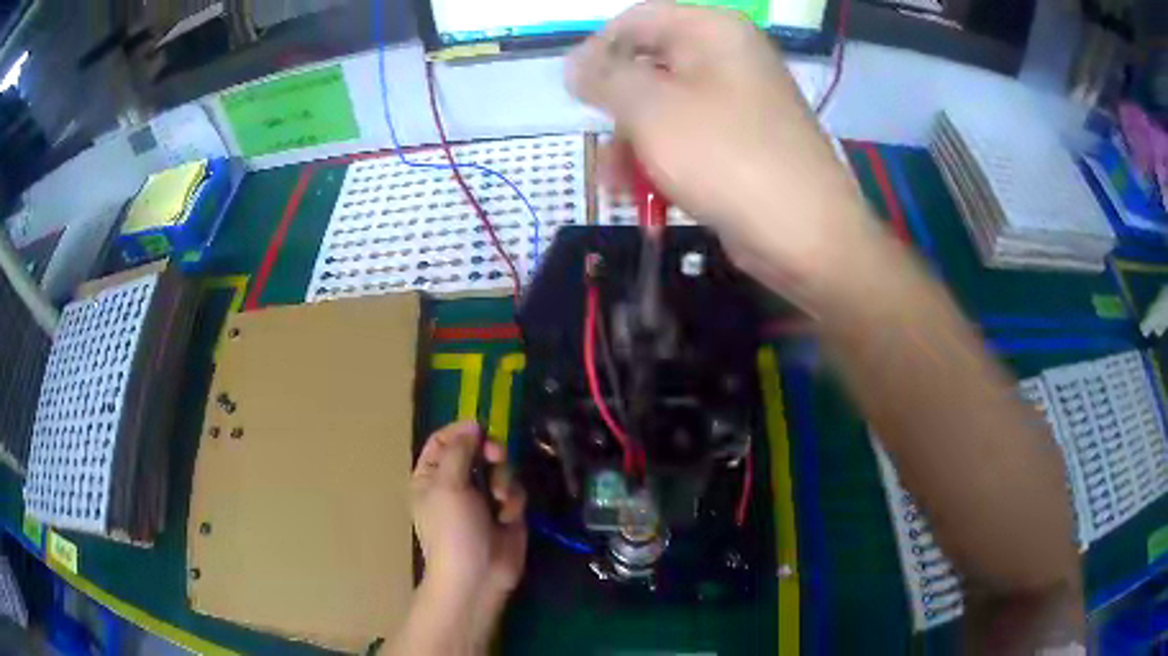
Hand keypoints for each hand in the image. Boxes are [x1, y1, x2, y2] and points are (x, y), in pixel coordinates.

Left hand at [410, 421, 526, 648]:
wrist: (478, 576)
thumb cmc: (453, 529)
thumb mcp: (448, 485)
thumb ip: (459, 450)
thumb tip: (471, 425)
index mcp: (431, 476)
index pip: (443, 441)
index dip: (461, 431)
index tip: (481, 427)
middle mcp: (456, 484)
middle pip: (477, 450)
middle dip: (490, 453)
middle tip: (497, 457)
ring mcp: (482, 498)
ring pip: (500, 469)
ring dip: (503, 480)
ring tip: (499, 500)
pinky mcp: (506, 512)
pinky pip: (515, 491)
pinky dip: (513, 501)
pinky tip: (508, 518)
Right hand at [566, 2, 875, 298]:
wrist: (806, 236)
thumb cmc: (727, 158)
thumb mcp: (651, 110)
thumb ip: (605, 78)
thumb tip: (575, 63)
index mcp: (713, 32)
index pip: (637, 21)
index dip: (598, 51)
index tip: (575, 93)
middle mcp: (729, 57)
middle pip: (650, 66)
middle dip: (617, 111)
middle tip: (601, 146)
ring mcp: (739, 101)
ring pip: (665, 107)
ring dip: (633, 144)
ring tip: (618, 185)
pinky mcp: (743, 141)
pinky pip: (690, 136)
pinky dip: (663, 159)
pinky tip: (647, 193)